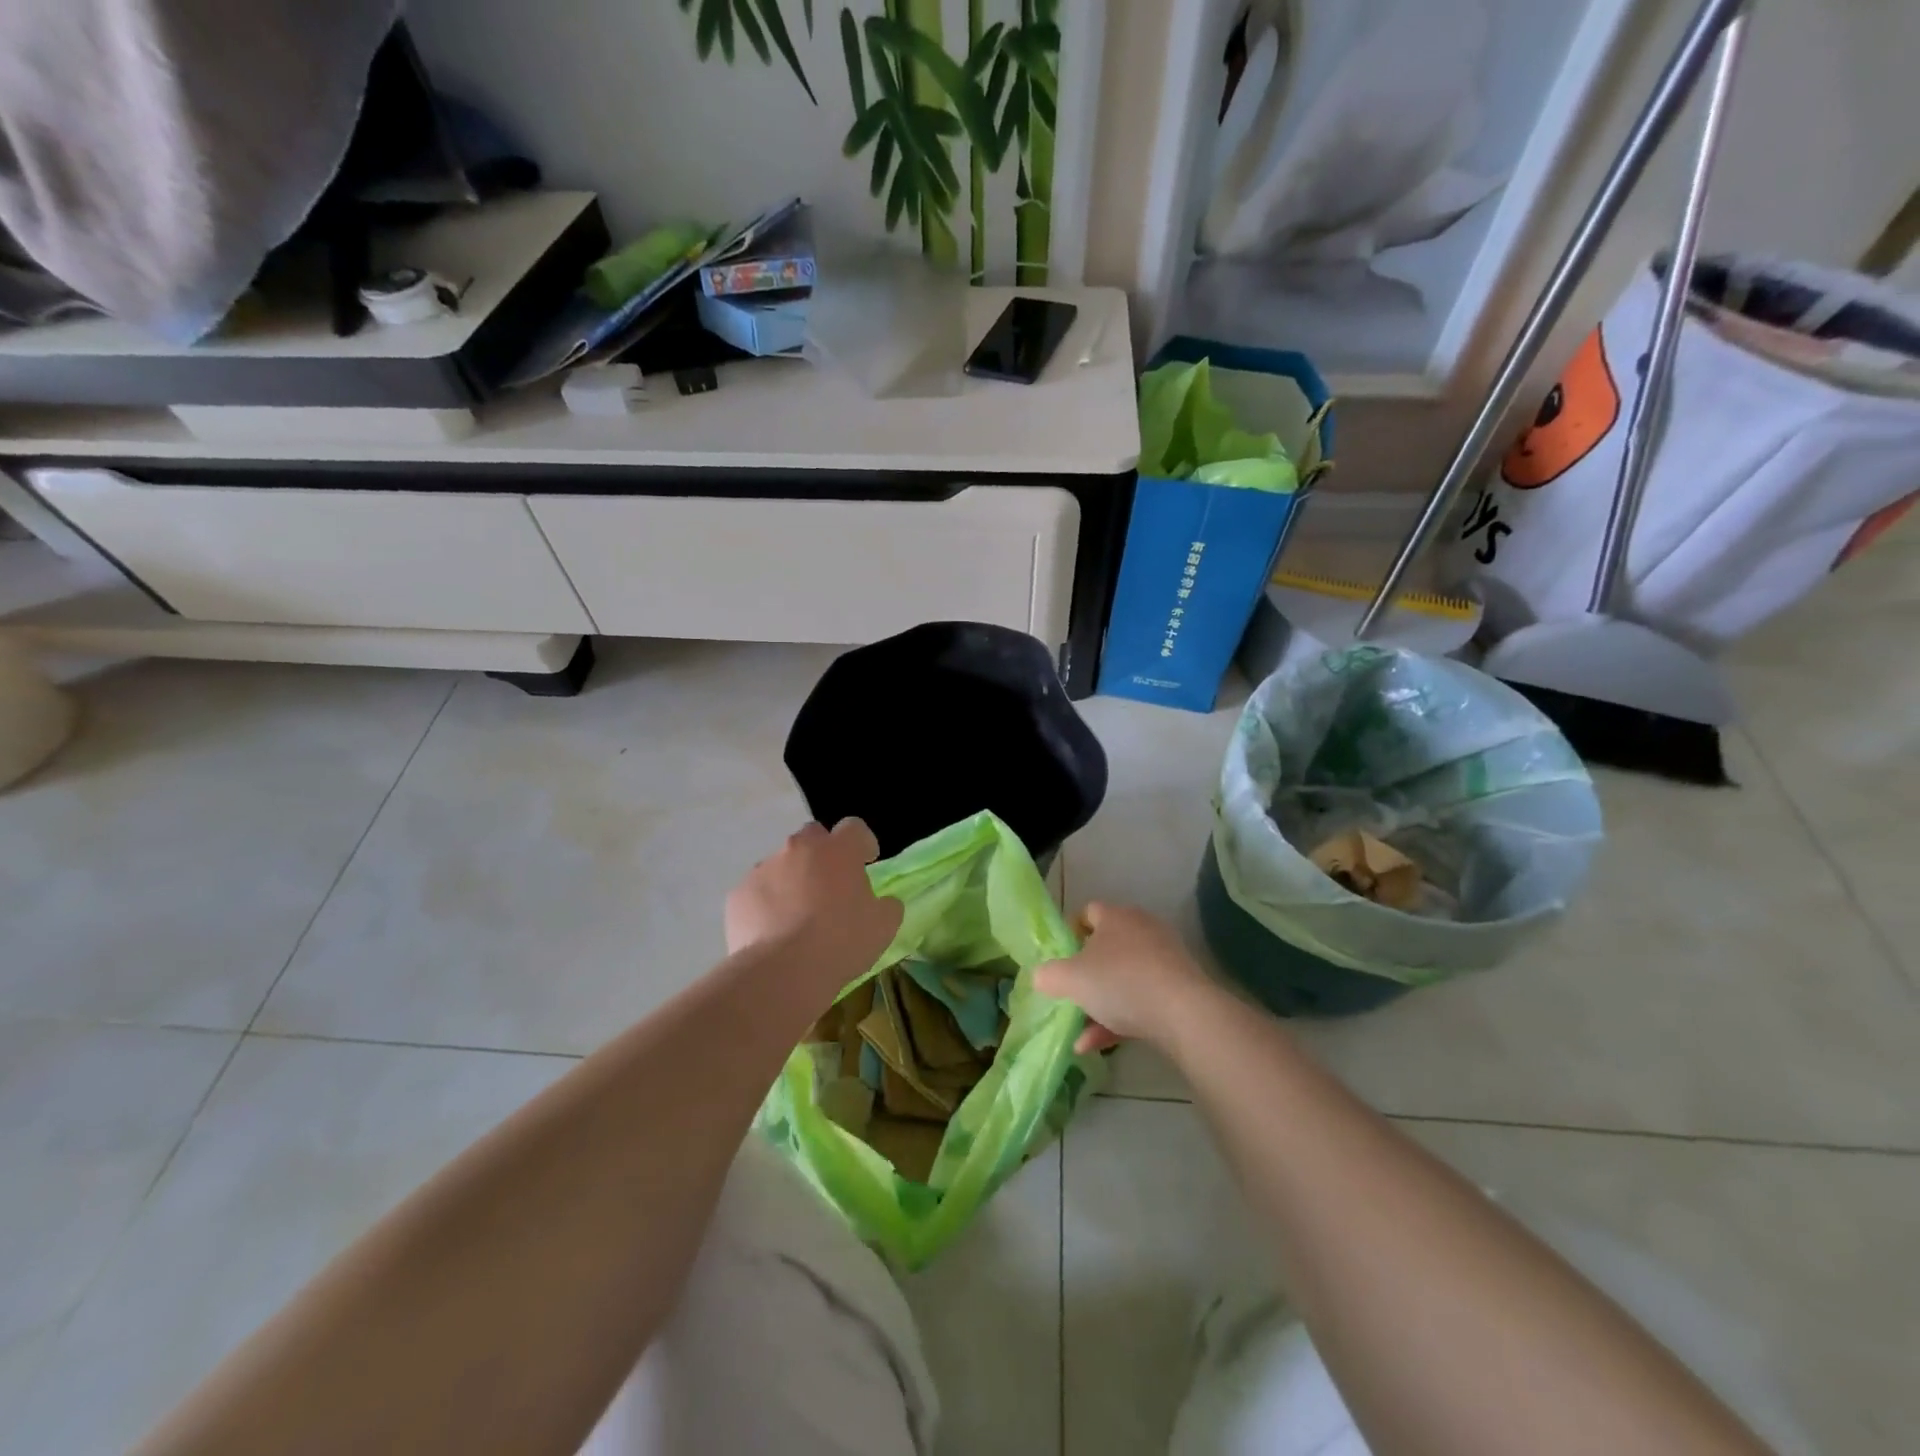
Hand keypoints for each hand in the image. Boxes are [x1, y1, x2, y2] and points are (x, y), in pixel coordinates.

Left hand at [726, 820, 902, 978]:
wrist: (782, 971)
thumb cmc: (841, 941)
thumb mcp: (883, 926)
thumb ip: (887, 906)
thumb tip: (883, 902)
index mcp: (839, 850)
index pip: (854, 827)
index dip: (862, 842)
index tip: (866, 861)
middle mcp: (799, 848)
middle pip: (813, 837)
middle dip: (822, 854)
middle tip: (830, 885)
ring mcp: (764, 868)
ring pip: (781, 864)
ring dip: (792, 879)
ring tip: (797, 915)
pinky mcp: (739, 893)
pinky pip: (757, 891)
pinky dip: (766, 904)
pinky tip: (772, 932)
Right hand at [1033, 903, 1211, 1054]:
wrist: (1183, 1013)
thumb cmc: (1120, 982)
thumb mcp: (1071, 979)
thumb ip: (1049, 975)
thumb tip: (1041, 976)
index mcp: (1115, 917)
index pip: (1088, 913)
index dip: (1071, 933)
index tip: (1059, 958)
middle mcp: (1142, 930)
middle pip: (1106, 948)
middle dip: (1086, 973)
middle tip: (1070, 993)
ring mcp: (1164, 959)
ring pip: (1123, 978)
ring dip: (1100, 1004)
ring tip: (1080, 1033)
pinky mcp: (1179, 987)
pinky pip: (1142, 999)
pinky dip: (1120, 1019)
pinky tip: (1098, 1045)